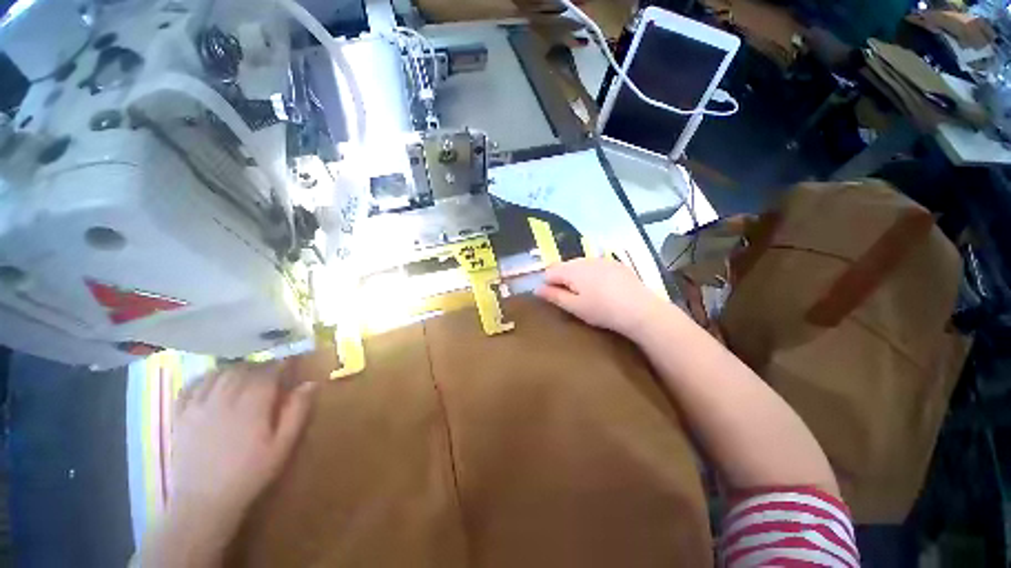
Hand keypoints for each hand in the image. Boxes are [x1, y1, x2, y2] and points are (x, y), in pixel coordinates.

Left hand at [169, 362, 315, 531]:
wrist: (204, 502)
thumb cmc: (250, 474)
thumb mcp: (282, 446)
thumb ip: (297, 412)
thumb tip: (311, 384)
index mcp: (251, 406)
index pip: (267, 373)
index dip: (280, 365)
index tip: (289, 364)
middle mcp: (223, 399)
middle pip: (242, 369)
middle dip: (258, 366)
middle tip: (269, 372)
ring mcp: (197, 406)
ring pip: (218, 373)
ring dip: (234, 369)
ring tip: (245, 376)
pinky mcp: (179, 415)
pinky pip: (191, 386)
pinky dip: (205, 378)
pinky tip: (213, 383)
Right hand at [536, 258, 666, 337]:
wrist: (640, 309)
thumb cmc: (602, 310)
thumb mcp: (575, 307)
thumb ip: (554, 296)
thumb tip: (537, 289)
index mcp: (572, 269)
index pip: (549, 271)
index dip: (548, 284)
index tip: (556, 298)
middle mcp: (585, 259)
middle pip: (564, 266)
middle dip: (562, 280)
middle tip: (571, 298)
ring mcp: (601, 260)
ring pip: (580, 265)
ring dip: (577, 277)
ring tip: (587, 295)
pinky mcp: (615, 264)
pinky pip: (595, 266)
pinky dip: (592, 275)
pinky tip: (603, 289)